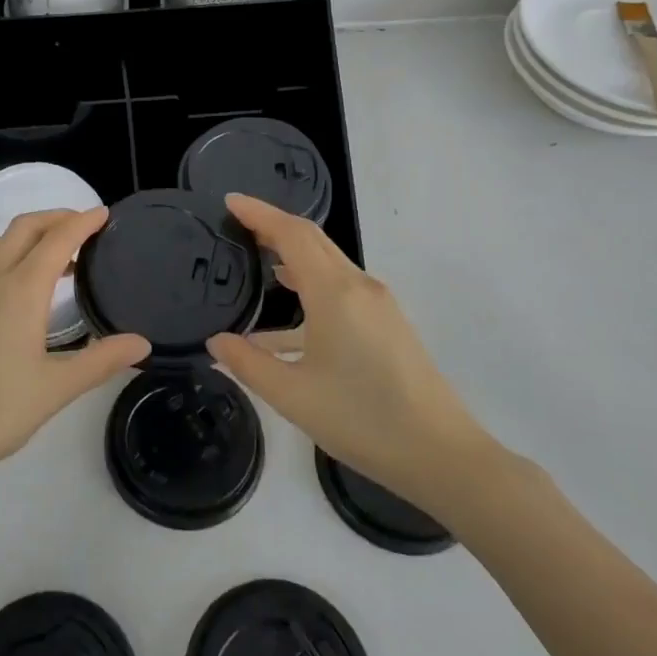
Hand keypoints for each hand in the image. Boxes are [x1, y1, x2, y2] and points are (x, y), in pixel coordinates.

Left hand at [0, 208, 148, 495]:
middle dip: (56, 217)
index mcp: (20, 291)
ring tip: (57, 257)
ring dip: (30, 235)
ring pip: (0, 243)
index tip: (105, 213)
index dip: (83, 222)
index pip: (57, 240)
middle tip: (85, 227)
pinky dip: (10, 255)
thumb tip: (142, 343)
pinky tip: (20, 290)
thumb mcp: (55, 389)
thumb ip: (101, 361)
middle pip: (25, 228)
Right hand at [207, 194, 491, 504]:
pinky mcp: (386, 323)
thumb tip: (216, 341)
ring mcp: (377, 304)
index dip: (260, 213)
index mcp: (335, 293)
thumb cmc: (362, 420)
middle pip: (313, 239)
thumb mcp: (293, 396)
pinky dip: (309, 286)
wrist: (440, 454)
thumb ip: (248, 363)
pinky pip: (339, 289)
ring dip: (292, 253)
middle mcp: (358, 286)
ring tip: (257, 257)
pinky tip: (284, 320)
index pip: (292, 234)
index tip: (230, 201)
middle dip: (275, 225)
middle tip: (237, 222)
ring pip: (327, 263)